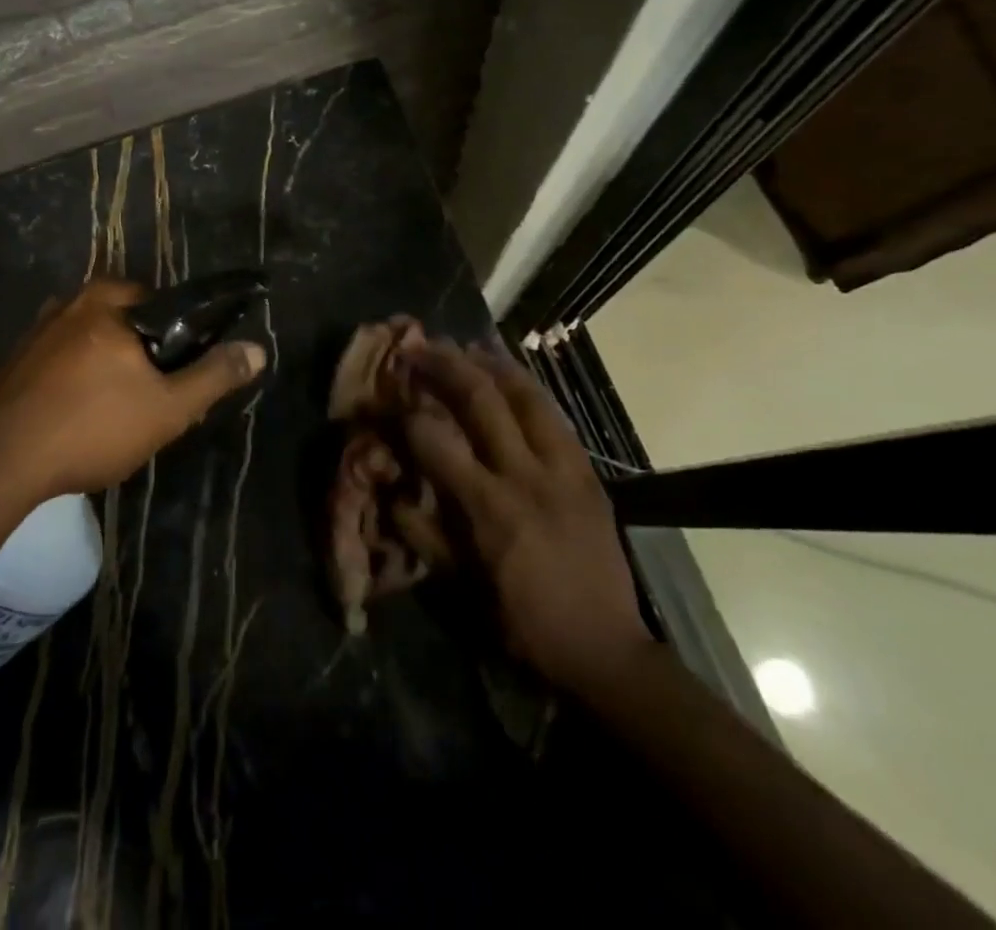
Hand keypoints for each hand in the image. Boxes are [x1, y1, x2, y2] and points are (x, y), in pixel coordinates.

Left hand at [0, 279, 266, 497]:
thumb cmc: (90, 426)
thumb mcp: (166, 408)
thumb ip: (214, 376)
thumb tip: (257, 349)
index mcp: (109, 299)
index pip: (164, 306)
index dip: (180, 343)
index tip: (178, 381)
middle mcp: (70, 302)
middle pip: (127, 325)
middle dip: (142, 360)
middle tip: (148, 404)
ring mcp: (36, 330)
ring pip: (93, 345)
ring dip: (108, 373)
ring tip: (111, 420)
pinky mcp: (14, 360)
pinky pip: (62, 363)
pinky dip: (76, 384)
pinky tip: (74, 421)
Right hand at [396, 339, 651, 695]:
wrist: (606, 649)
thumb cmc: (522, 623)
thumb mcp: (460, 587)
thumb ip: (422, 533)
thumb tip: (391, 491)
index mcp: (487, 508)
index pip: (436, 440)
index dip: (406, 412)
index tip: (389, 396)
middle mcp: (524, 476)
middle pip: (481, 400)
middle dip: (444, 366)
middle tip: (419, 347)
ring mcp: (562, 469)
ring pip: (525, 396)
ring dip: (490, 365)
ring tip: (465, 345)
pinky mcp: (587, 473)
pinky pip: (555, 416)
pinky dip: (527, 389)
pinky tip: (511, 376)